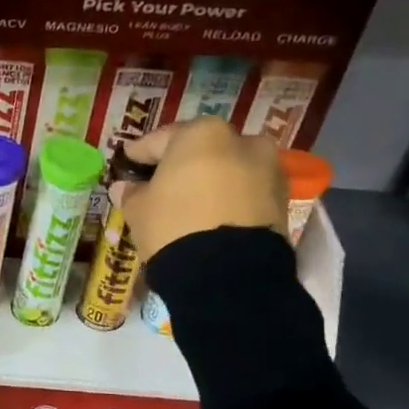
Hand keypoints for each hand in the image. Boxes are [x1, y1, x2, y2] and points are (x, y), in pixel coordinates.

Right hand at [111, 118, 287, 257]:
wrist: (229, 273)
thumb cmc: (174, 226)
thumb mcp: (139, 210)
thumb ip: (132, 193)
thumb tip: (126, 188)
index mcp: (201, 134)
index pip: (160, 140)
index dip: (139, 153)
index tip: (127, 162)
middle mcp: (241, 141)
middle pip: (201, 150)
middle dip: (181, 165)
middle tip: (160, 183)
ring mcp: (268, 170)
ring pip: (228, 170)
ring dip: (210, 181)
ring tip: (188, 203)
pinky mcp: (282, 201)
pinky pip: (246, 192)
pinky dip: (229, 199)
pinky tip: (211, 216)